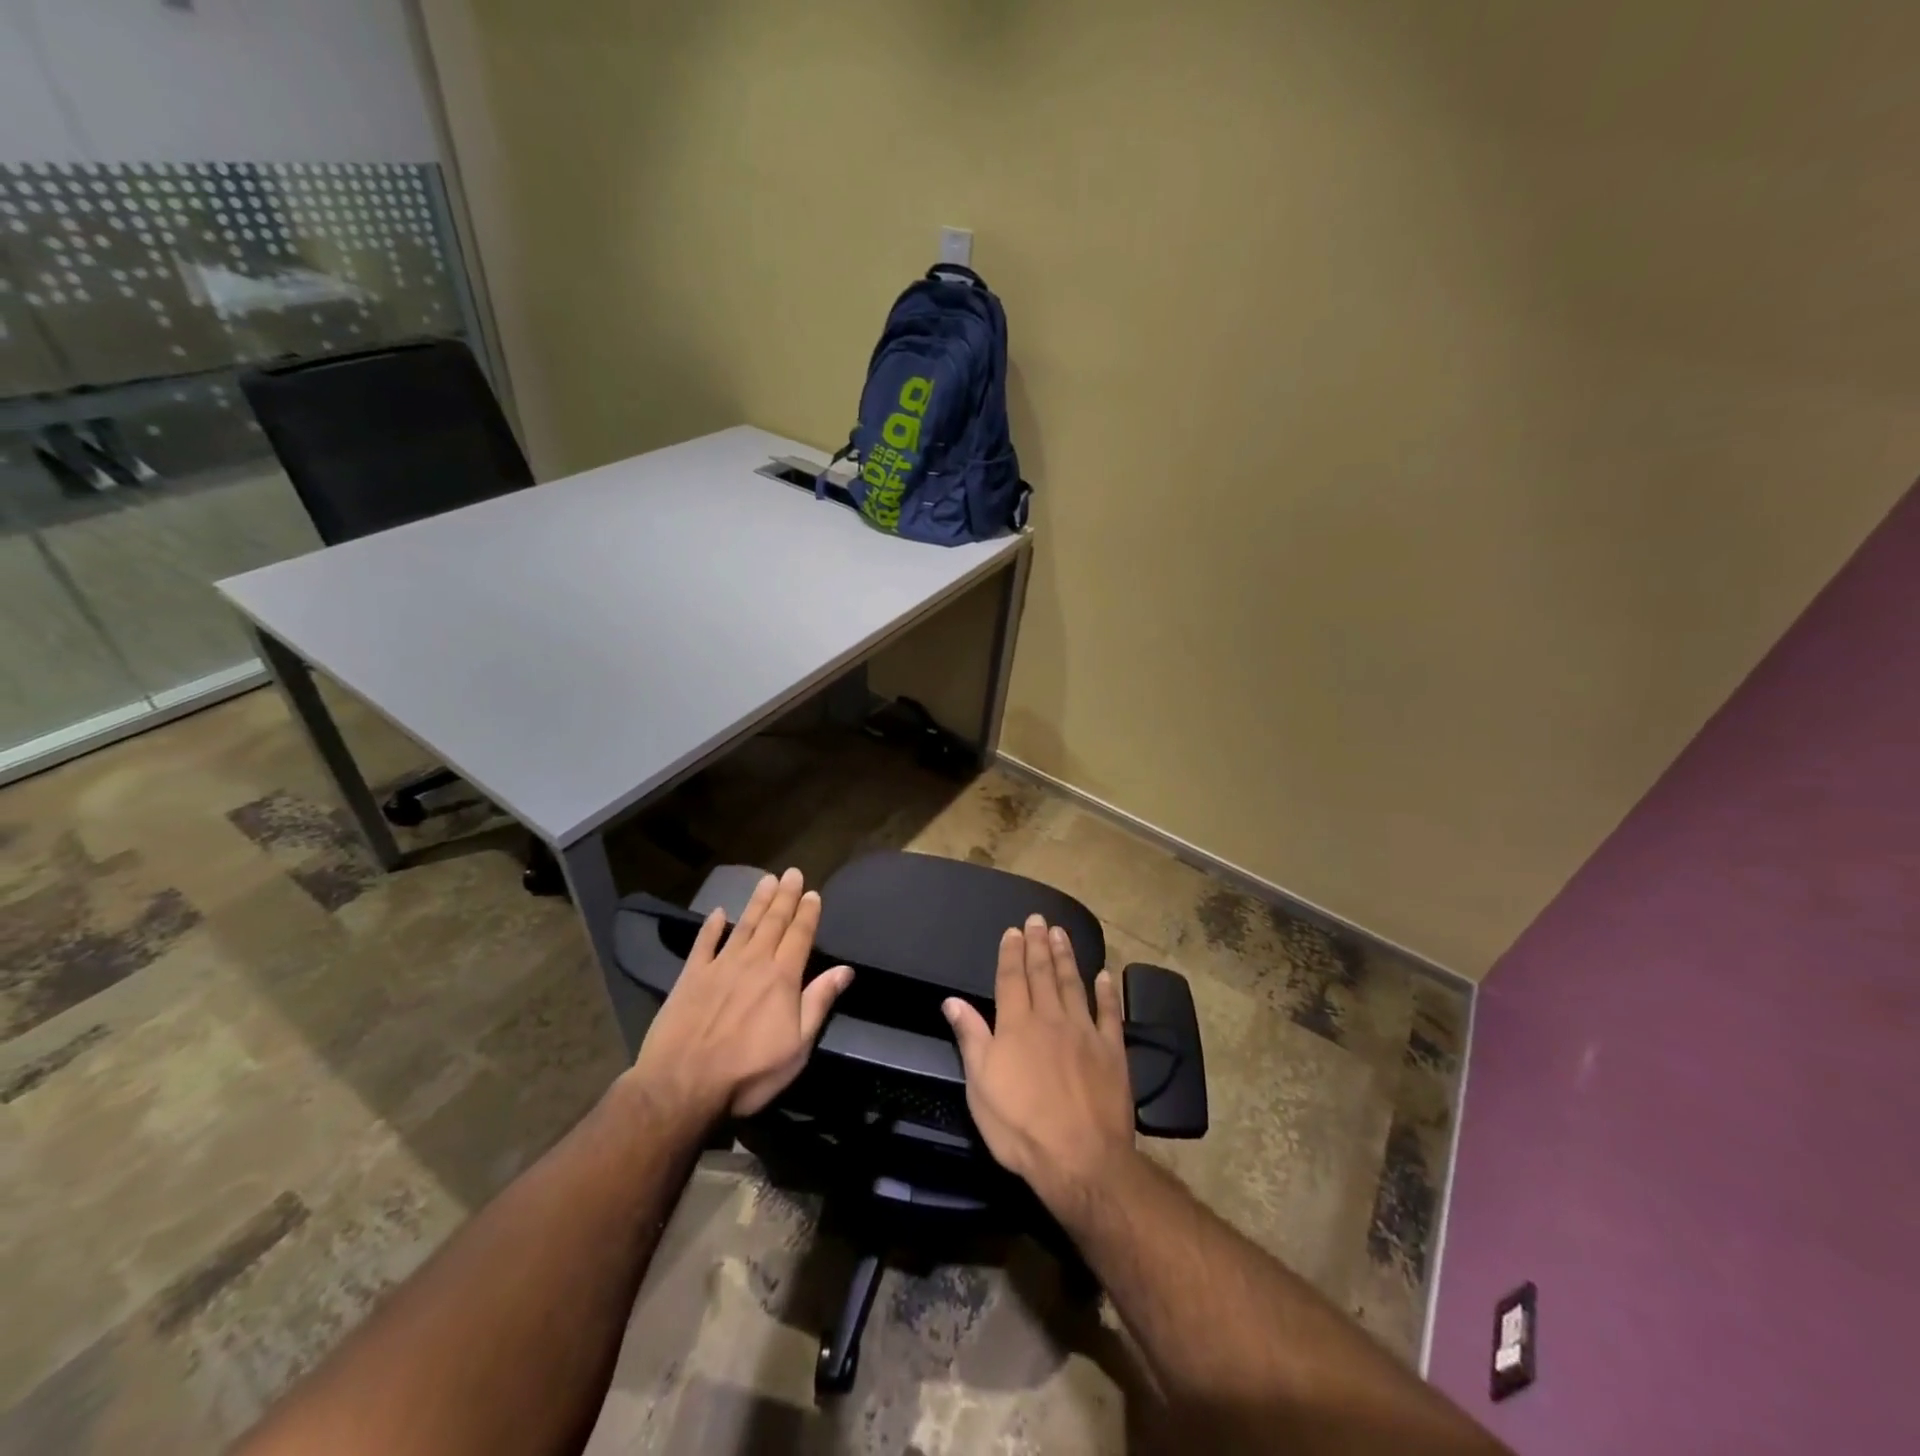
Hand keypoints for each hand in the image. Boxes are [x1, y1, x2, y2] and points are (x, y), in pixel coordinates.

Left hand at [628, 868, 853, 1124]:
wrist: (682, 1085)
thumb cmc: (748, 1072)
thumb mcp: (797, 1046)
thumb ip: (819, 1002)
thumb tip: (846, 970)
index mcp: (782, 978)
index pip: (799, 936)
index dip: (808, 913)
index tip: (813, 892)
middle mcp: (753, 962)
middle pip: (773, 922)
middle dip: (785, 897)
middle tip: (792, 873)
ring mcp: (719, 966)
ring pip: (743, 925)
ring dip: (756, 902)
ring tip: (766, 880)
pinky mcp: (690, 977)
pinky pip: (703, 944)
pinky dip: (711, 927)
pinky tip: (717, 913)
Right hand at [943, 915, 1135, 1212]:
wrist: (1081, 1159)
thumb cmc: (1020, 1127)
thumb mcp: (980, 1086)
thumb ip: (970, 1038)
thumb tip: (952, 1000)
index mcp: (1016, 1026)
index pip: (1011, 979)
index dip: (1011, 953)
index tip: (1013, 931)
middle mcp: (1051, 1019)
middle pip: (1042, 974)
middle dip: (1038, 945)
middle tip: (1038, 919)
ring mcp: (1085, 1032)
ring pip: (1073, 984)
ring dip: (1066, 957)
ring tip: (1061, 933)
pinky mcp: (1112, 1051)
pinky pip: (1109, 1013)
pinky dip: (1106, 992)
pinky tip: (1103, 975)